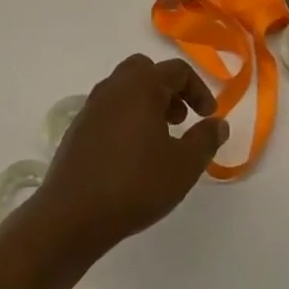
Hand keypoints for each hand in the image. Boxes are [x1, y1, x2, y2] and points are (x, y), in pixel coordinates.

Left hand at [31, 55, 227, 259]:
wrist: (70, 217)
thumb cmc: (134, 185)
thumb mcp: (183, 166)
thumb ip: (206, 140)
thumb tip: (218, 123)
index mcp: (141, 86)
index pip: (177, 70)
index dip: (199, 90)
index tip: (209, 116)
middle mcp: (114, 87)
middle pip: (146, 70)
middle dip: (169, 89)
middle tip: (181, 118)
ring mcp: (92, 106)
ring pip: (125, 88)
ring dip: (147, 102)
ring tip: (159, 138)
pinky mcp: (77, 129)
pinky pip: (109, 109)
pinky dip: (126, 117)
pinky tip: (132, 154)